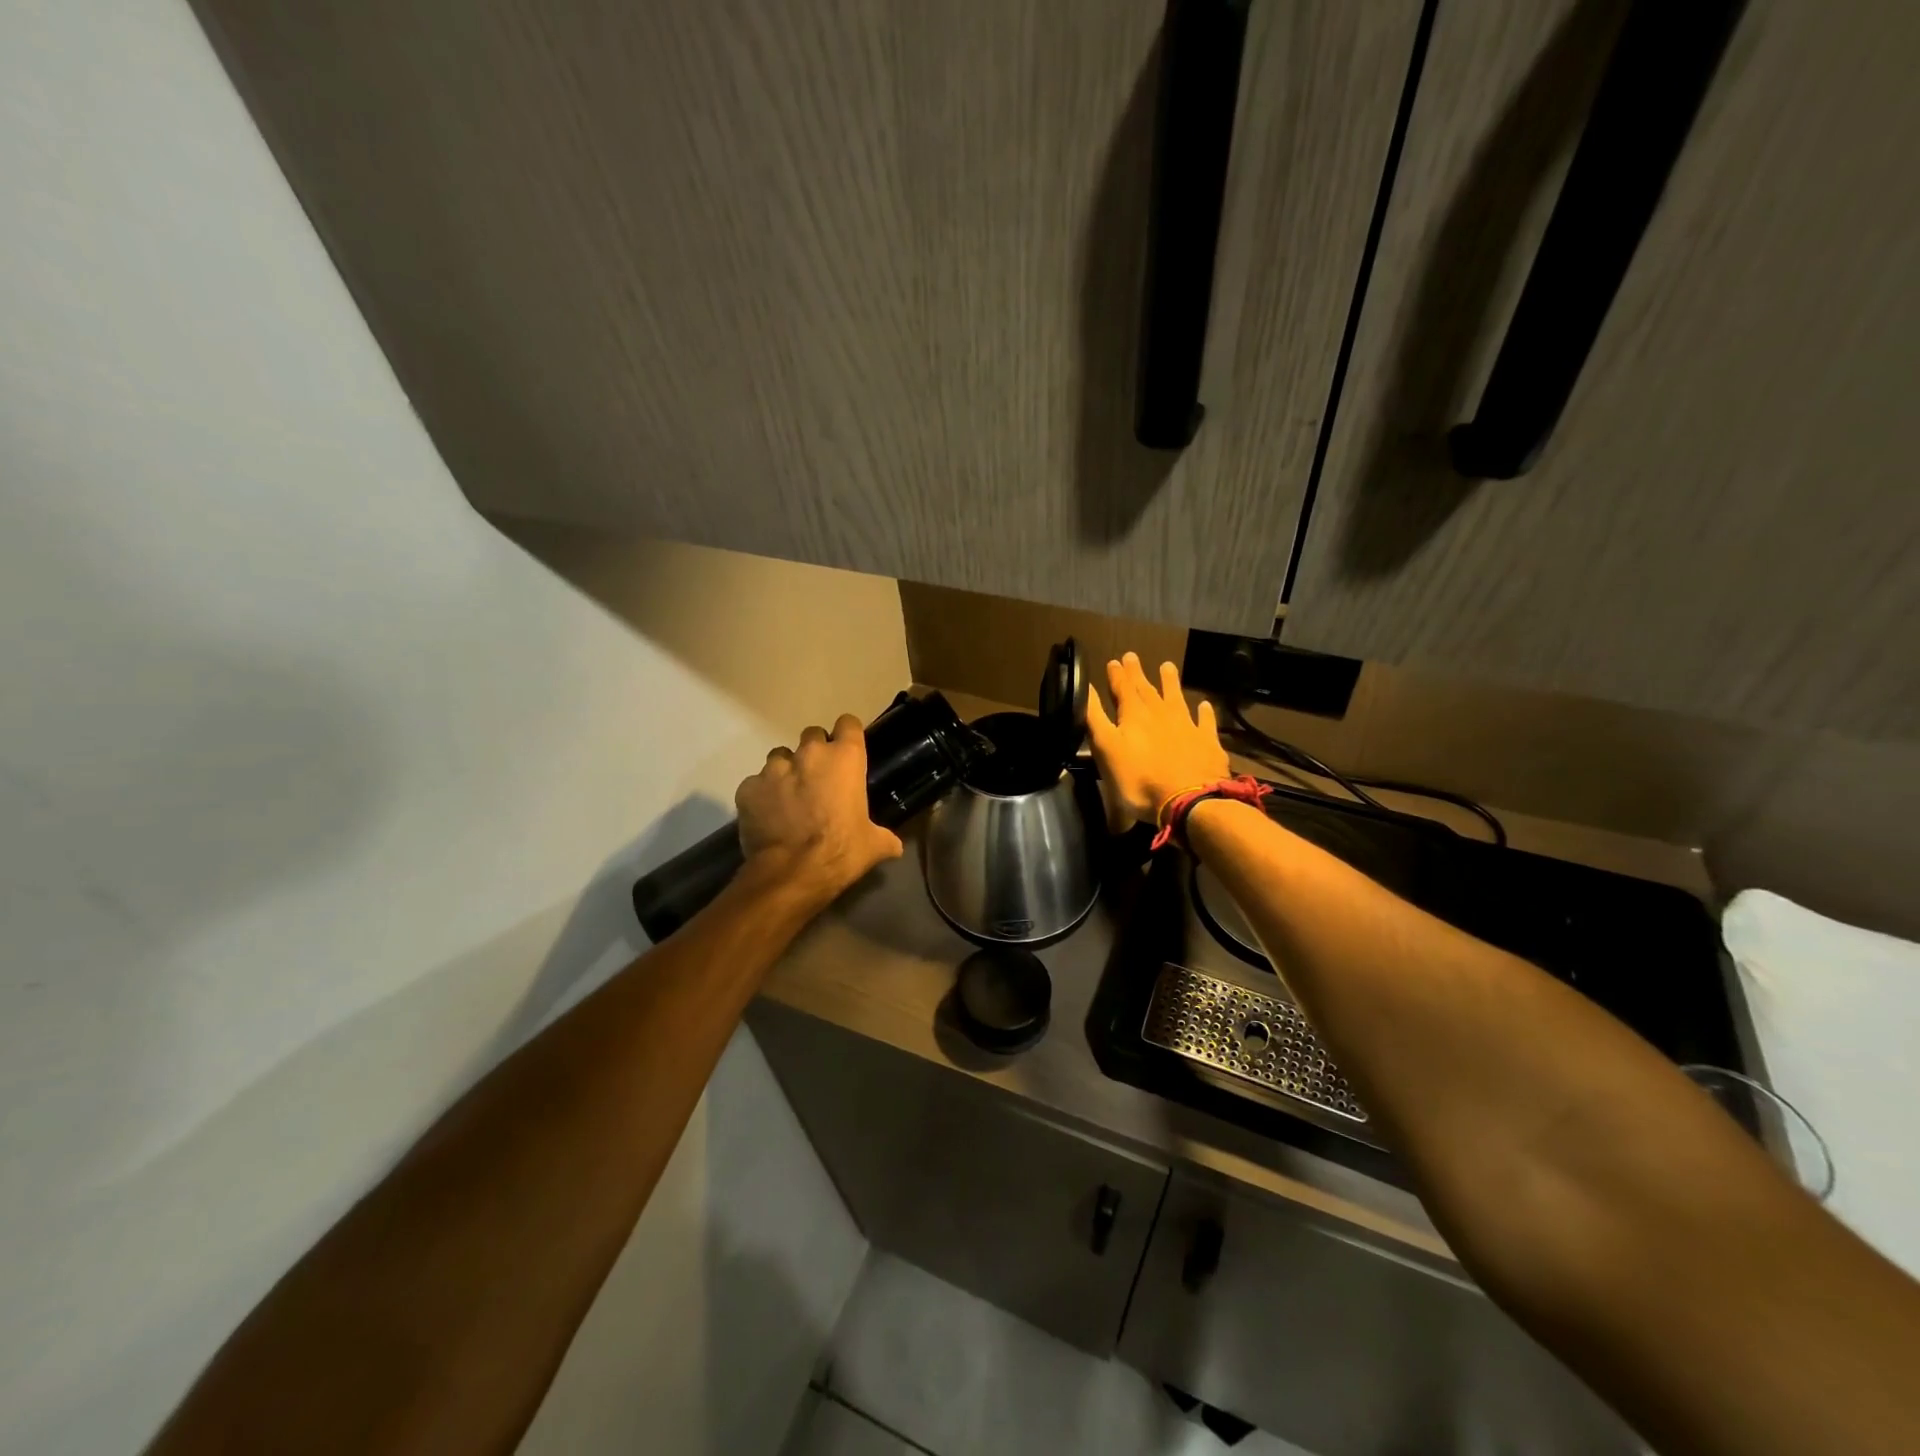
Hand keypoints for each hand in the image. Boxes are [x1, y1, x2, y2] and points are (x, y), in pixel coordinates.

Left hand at [735, 714, 903, 904]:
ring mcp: (774, 769)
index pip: (849, 723)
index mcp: (845, 758)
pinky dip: (762, 795)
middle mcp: (809, 754)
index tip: (848, 750)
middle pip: (812, 735)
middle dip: (815, 753)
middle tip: (819, 779)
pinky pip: (756, 784)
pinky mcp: (748, 788)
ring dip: (786, 771)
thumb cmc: (841, 851)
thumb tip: (896, 846)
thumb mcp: (874, 845)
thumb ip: (885, 838)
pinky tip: (768, 816)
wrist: (792, 874)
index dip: (848, 735)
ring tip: (789, 797)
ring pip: (780, 757)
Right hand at [1086, 653, 1229, 826]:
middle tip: (1132, 656)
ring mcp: (1187, 726)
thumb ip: (1095, 718)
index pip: (1122, 689)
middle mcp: (1160, 714)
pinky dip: (1204, 712)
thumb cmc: (1139, 779)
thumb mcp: (1106, 749)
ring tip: (1167, 666)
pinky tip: (1204, 705)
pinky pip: (1205, 722)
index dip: (1116, 675)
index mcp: (1133, 715)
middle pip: (1147, 689)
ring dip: (1170, 682)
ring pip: (1177, 698)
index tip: (1113, 661)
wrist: (1189, 800)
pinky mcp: (1207, 743)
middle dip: (1137, 673)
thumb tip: (1085, 687)